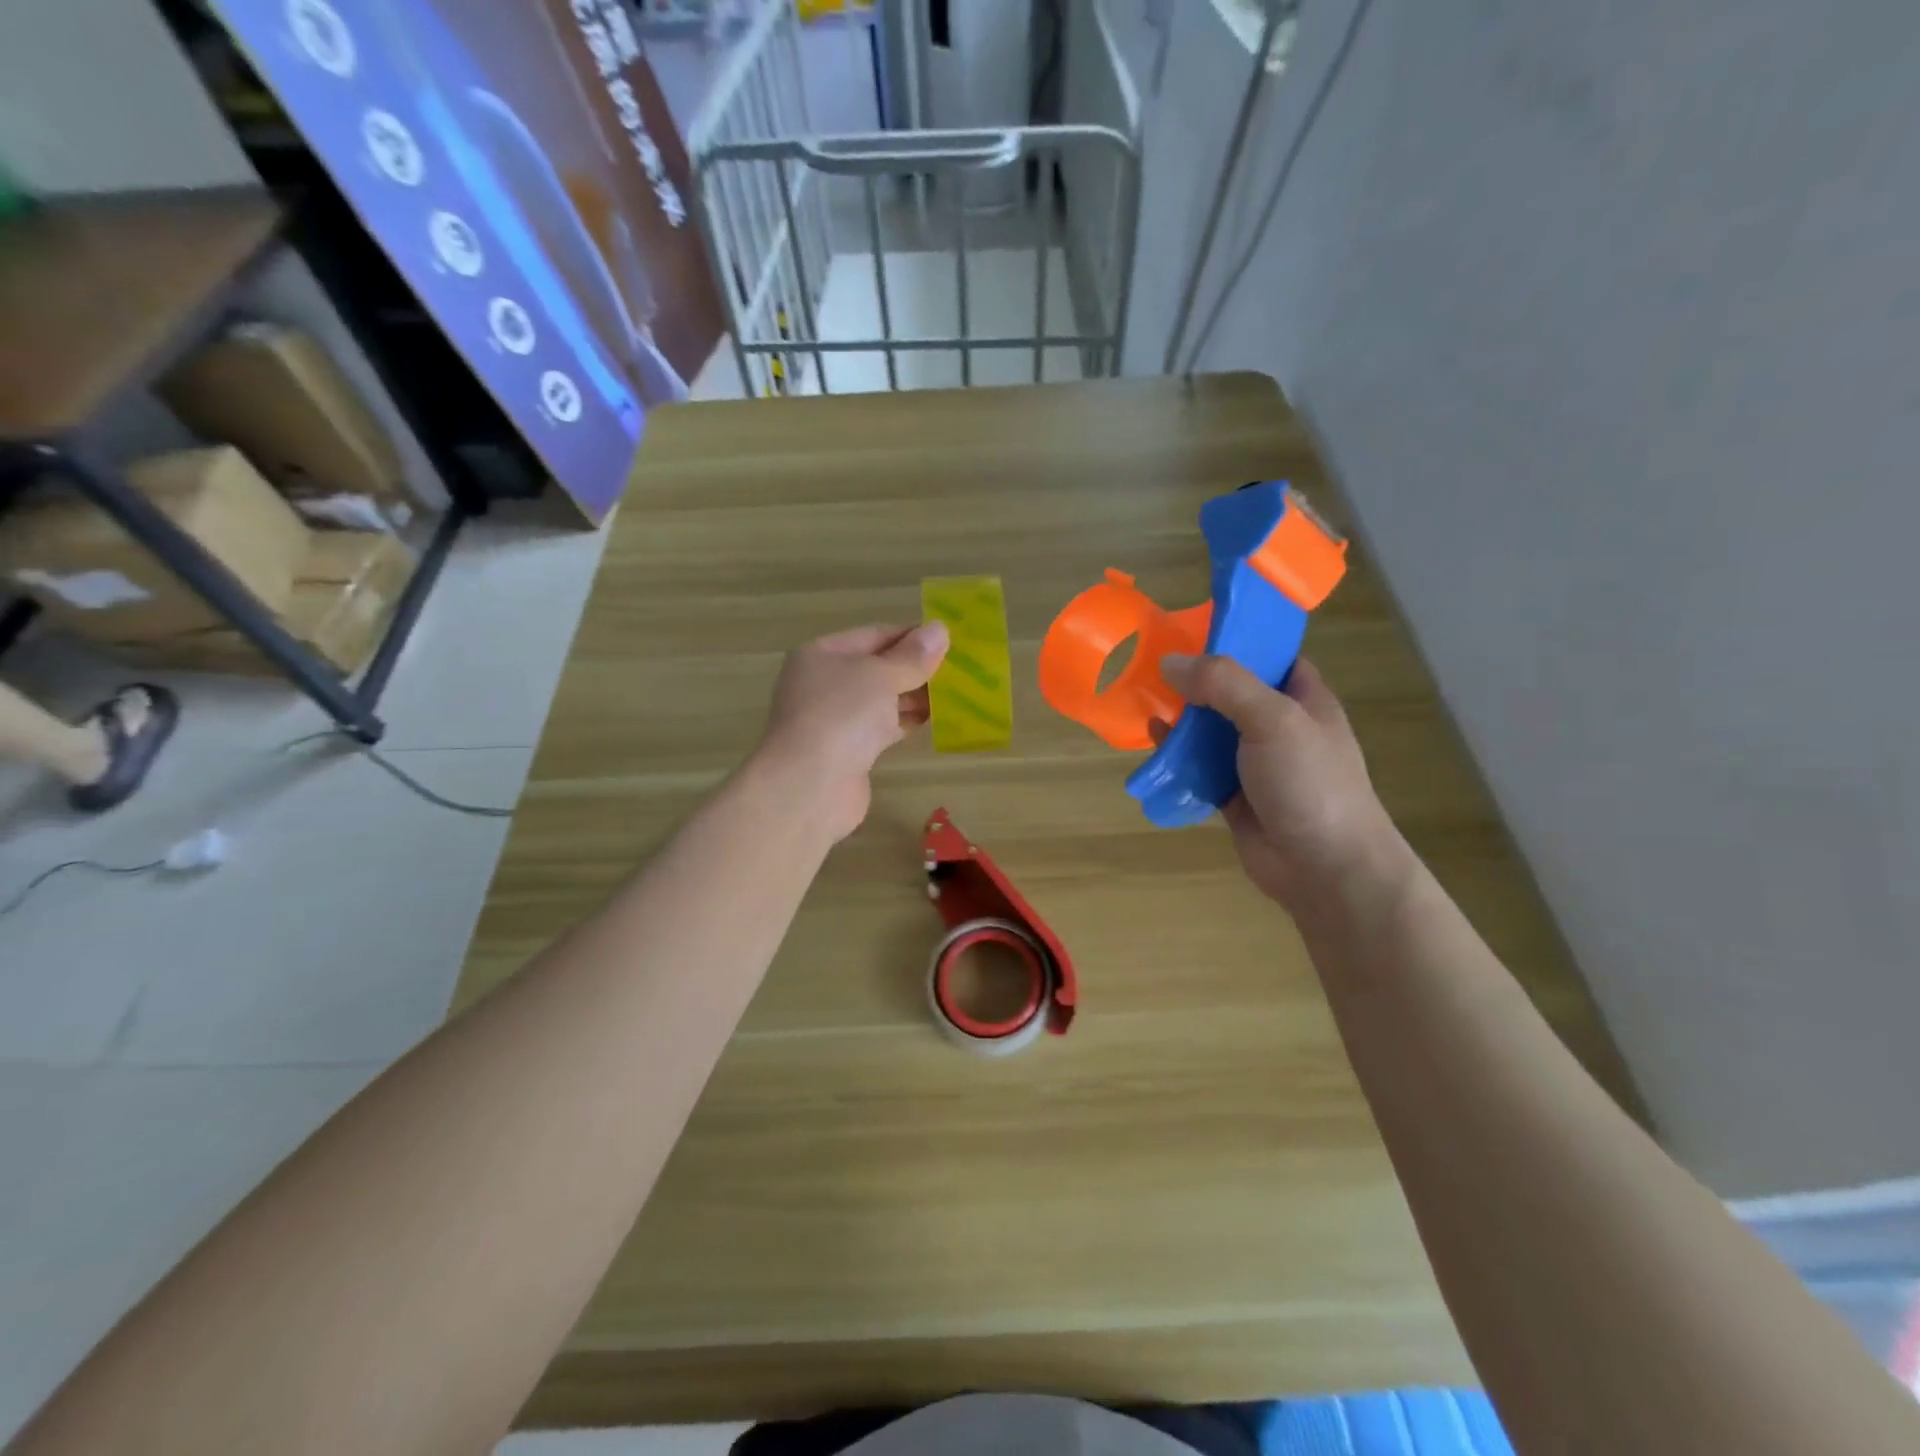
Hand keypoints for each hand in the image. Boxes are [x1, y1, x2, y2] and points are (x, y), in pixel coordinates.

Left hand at [755, 622, 949, 840]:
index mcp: (822, 654)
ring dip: (914, 697)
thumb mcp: (880, 676)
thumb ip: (912, 656)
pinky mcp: (848, 751)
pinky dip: (906, 722)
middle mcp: (824, 683)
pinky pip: (882, 728)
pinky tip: (935, 720)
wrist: (810, 787)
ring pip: (881, 700)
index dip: (911, 637)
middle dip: (915, 669)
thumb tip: (939, 629)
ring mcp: (834, 719)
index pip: (874, 635)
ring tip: (956, 693)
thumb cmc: (841, 716)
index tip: (950, 642)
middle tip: (959, 670)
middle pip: (877, 668)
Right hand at [1159, 654, 1403, 911]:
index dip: (1235, 639)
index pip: (1269, 655)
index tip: (1191, 629)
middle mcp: (1278, 725)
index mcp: (1303, 698)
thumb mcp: (1272, 719)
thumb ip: (1223, 684)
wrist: (1324, 867)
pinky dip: (1176, 755)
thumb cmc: (1310, 782)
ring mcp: (1254, 762)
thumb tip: (1169, 661)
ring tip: (1143, 699)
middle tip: (1152, 665)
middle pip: (1230, 691)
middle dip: (1195, 680)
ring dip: (1180, 718)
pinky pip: (1198, 766)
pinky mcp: (1232, 794)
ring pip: (1210, 730)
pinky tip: (1152, 743)